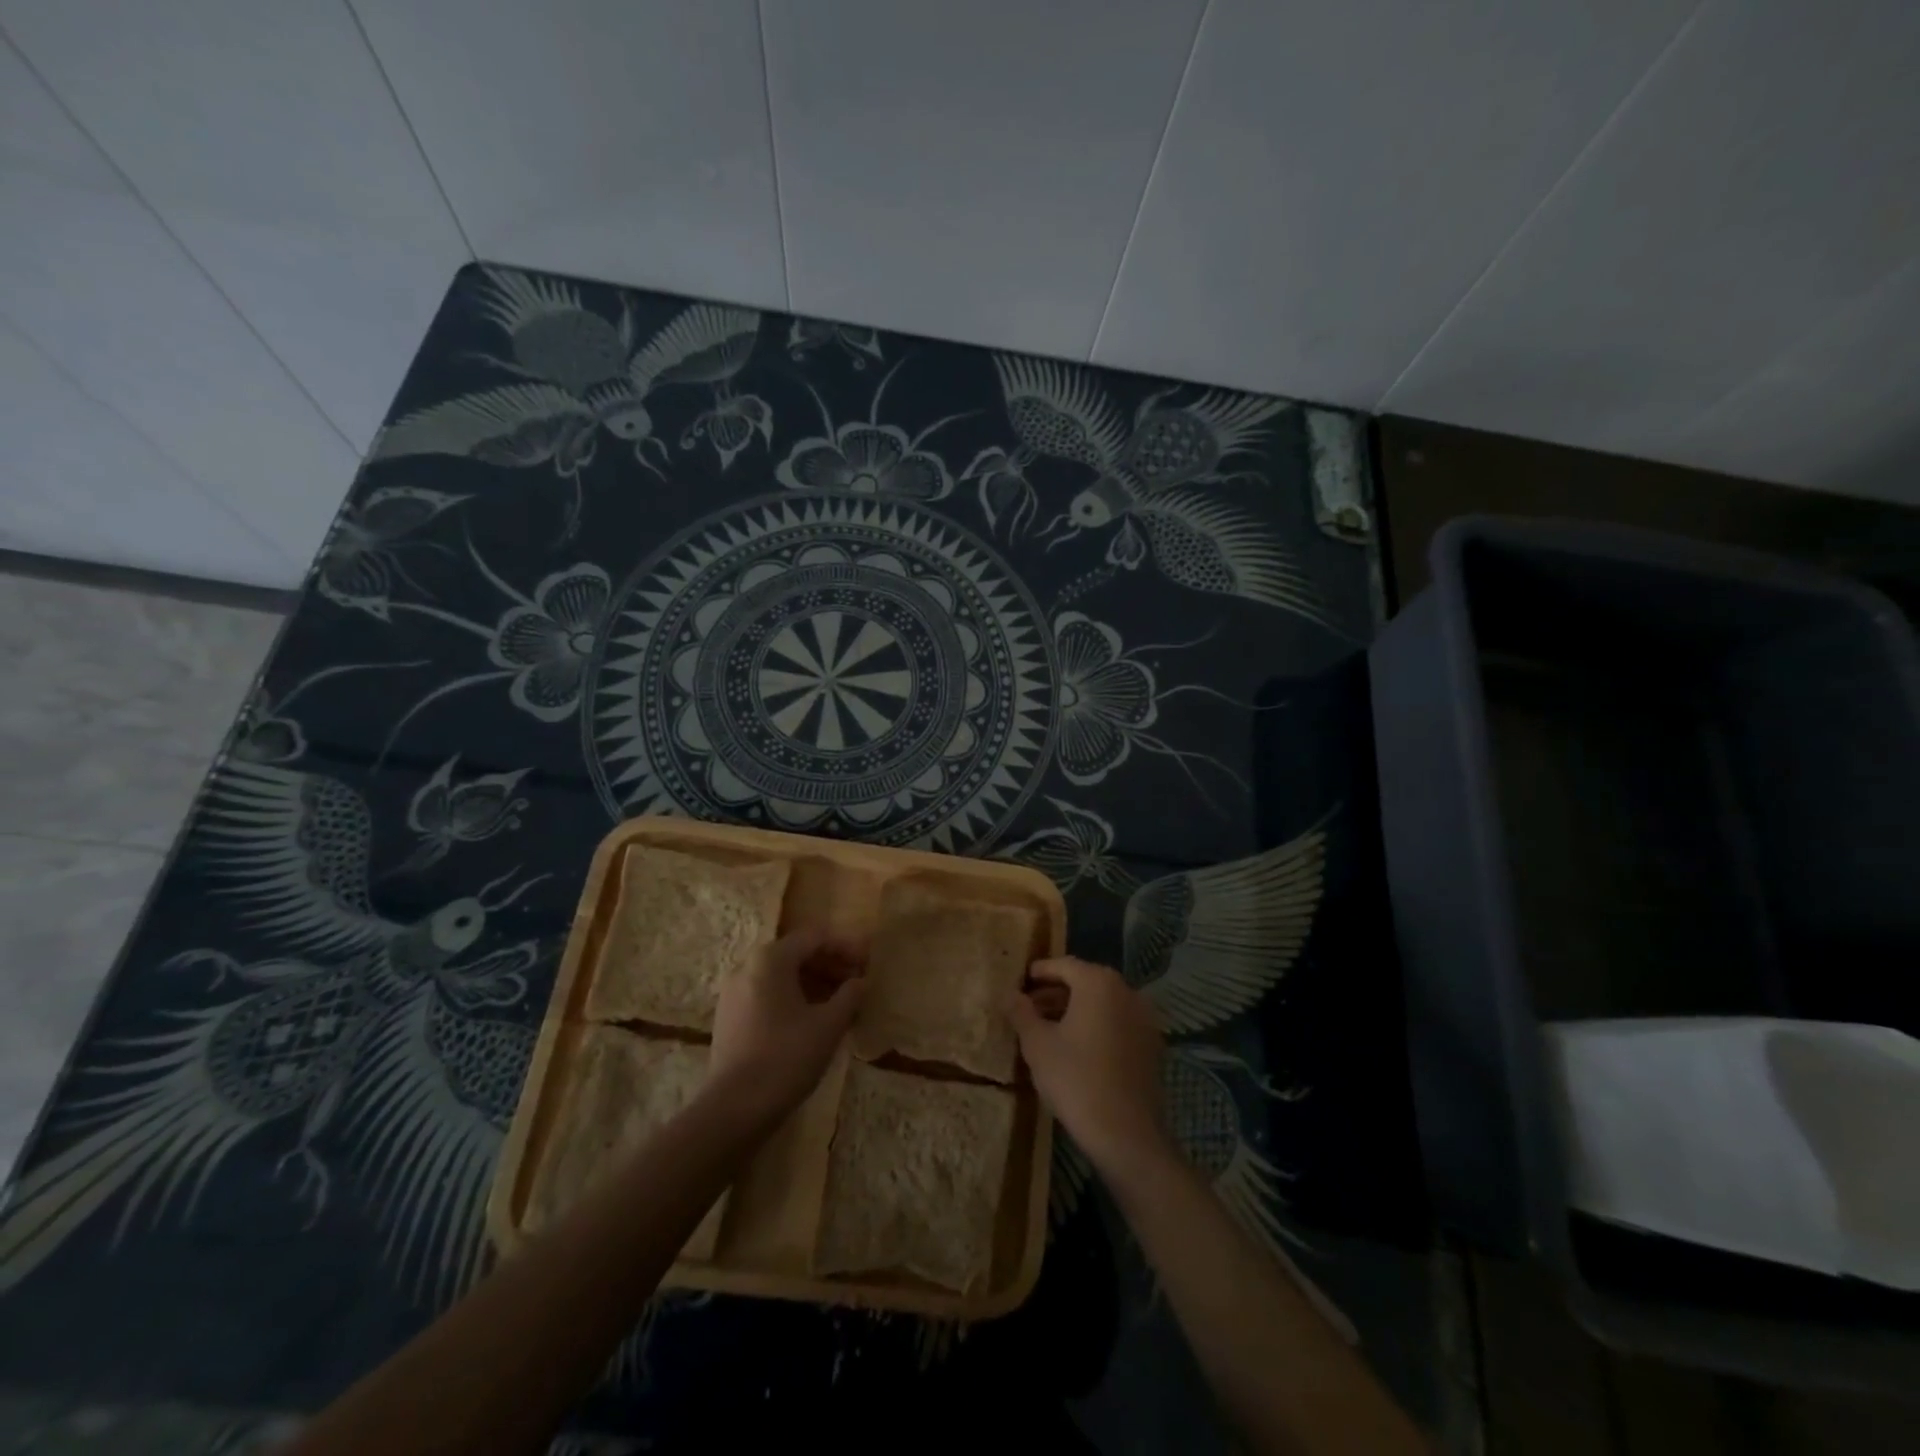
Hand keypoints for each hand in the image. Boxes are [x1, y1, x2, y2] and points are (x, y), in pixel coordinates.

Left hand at [709, 927, 864, 1130]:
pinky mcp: (730, 1017)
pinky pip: (768, 993)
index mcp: (770, 959)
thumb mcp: (828, 1025)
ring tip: (842, 1003)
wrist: (733, 1109)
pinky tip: (814, 1019)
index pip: (816, 937)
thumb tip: (861, 981)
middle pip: (797, 953)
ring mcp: (734, 992)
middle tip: (859, 982)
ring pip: (782, 975)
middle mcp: (748, 966)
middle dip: (831, 964)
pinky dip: (794, 998)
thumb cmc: (786, 1058)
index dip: (846, 946)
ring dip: (814, 982)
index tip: (870, 961)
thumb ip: (850, 995)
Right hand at [1008, 956, 1173, 1181]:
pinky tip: (1077, 1049)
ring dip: (1075, 1010)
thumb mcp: (1037, 1045)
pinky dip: (1096, 1027)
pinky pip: (1117, 1024)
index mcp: (1099, 983)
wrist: (1127, 1135)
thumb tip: (1009, 993)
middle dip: (1055, 993)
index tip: (1020, 982)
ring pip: (1102, 1004)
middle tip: (1029, 1008)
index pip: (1064, 965)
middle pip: (1085, 982)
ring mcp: (1144, 1019)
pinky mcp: (1151, 1046)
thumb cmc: (1076, 1080)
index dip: (1039, 972)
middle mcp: (1127, 992)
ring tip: (1048, 1029)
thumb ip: (1021, 1013)